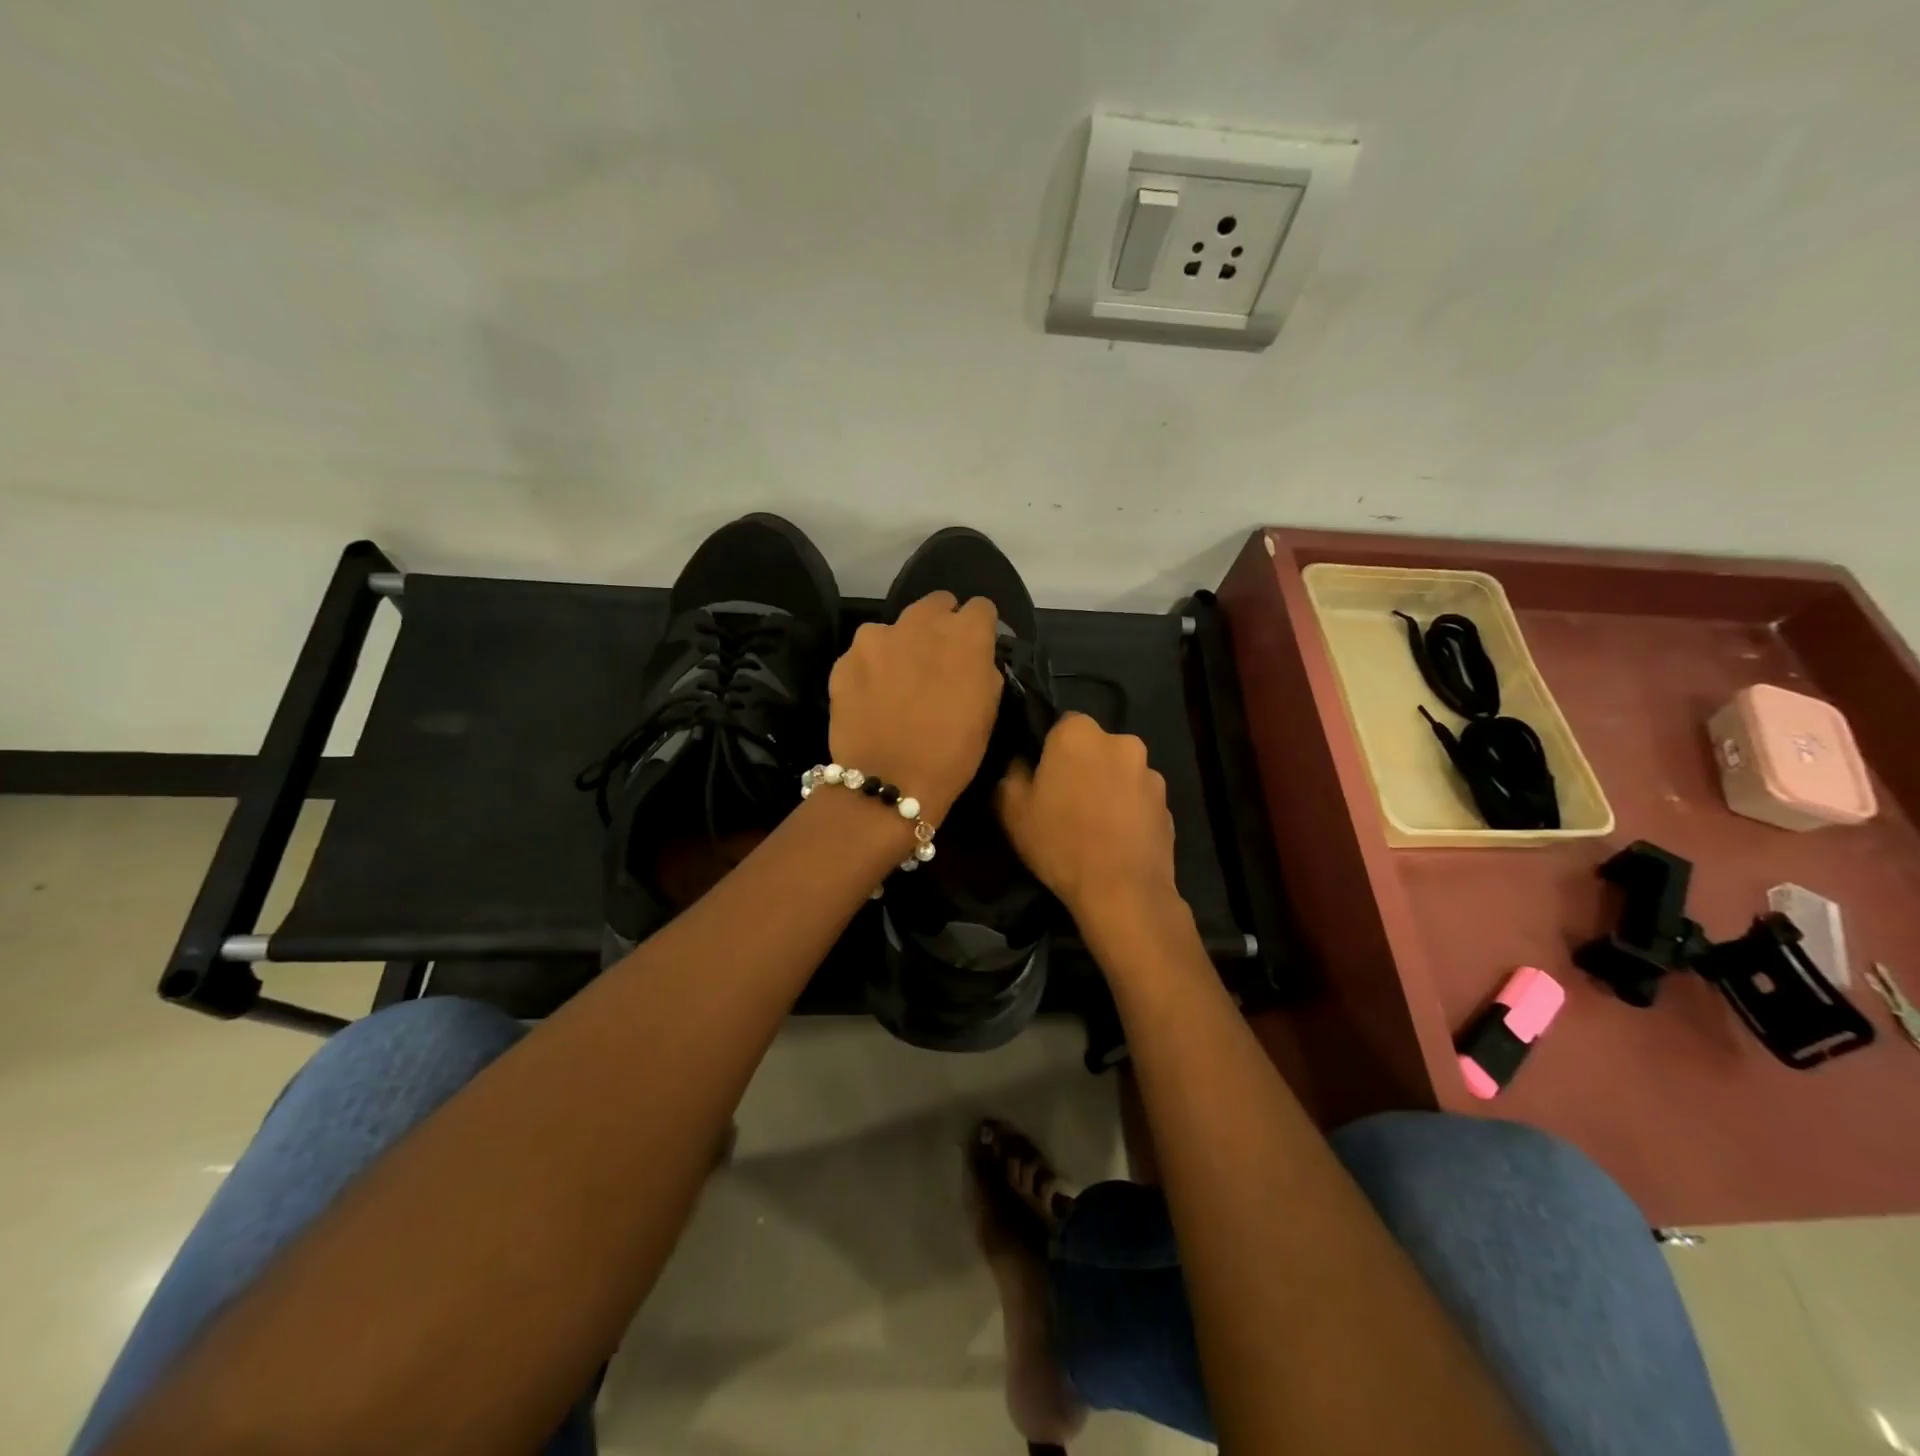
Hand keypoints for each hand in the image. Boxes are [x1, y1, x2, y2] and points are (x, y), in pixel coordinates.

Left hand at [828, 592, 1001, 824]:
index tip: (975, 649)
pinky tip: (872, 699)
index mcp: (965, 633)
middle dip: (940, 625)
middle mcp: (921, 621)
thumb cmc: (952, 752)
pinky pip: (865, 654)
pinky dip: (871, 668)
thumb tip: (975, 659)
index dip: (979, 628)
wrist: (890, 780)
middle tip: (937, 661)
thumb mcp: (988, 711)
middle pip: (936, 604)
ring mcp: (877, 636)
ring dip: (901, 646)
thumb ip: (983, 670)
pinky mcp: (845, 657)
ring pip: (896, 629)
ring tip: (898, 683)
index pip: (981, 608)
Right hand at [996, 712, 1180, 927]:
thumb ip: (1012, 773)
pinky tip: (1116, 840)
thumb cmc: (1060, 842)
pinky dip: (1129, 812)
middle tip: (1067, 801)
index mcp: (1080, 733)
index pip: (1062, 724)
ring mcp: (1151, 774)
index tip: (1043, 777)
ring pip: (1121, 772)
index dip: (1051, 750)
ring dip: (1109, 788)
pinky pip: (1139, 800)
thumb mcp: (1011, 809)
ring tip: (1095, 825)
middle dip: (1083, 766)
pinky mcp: (1168, 805)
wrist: (1122, 891)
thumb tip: (1022, 762)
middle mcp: (1122, 742)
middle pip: (1095, 747)